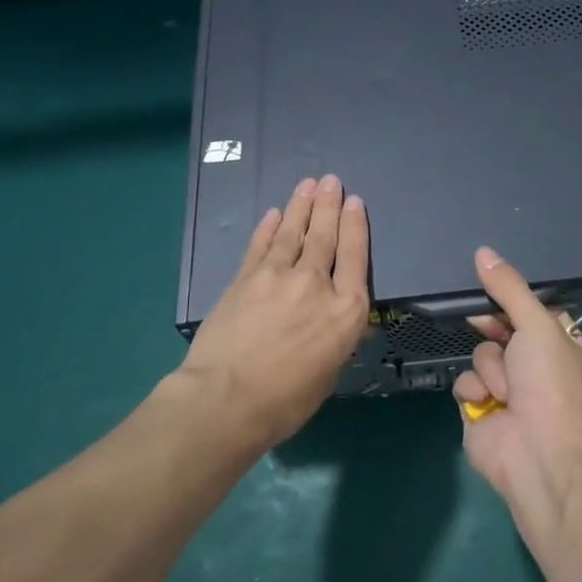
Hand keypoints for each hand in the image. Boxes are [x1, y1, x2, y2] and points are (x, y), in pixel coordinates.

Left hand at [180, 175, 370, 449]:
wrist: (226, 399)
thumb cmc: (287, 400)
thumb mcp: (329, 374)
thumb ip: (337, 341)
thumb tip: (340, 324)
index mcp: (346, 310)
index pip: (354, 256)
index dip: (355, 225)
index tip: (354, 202)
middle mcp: (316, 284)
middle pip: (325, 236)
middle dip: (329, 205)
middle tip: (331, 181)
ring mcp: (277, 277)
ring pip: (292, 233)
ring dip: (301, 207)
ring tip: (308, 185)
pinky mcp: (245, 280)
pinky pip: (260, 246)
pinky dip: (268, 228)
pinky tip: (274, 214)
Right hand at [451, 247, 581, 513]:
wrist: (540, 451)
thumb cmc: (551, 383)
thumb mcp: (537, 324)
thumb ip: (509, 288)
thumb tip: (483, 251)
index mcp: (562, 348)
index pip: (532, 314)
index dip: (514, 304)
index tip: (496, 290)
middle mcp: (535, 370)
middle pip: (501, 333)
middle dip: (496, 334)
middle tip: (489, 326)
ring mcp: (506, 392)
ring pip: (481, 356)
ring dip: (491, 370)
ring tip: (506, 391)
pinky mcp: (480, 412)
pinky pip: (465, 384)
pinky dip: (475, 392)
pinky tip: (488, 405)